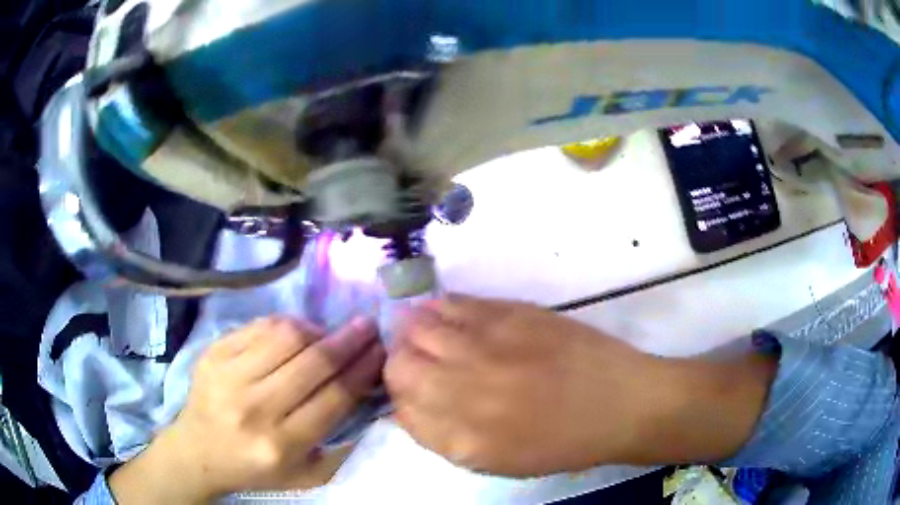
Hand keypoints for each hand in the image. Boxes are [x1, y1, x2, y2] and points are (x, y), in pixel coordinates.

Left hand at [110, 316, 384, 503]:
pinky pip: (259, 326)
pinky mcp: (213, 353)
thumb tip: (368, 392)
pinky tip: (296, 334)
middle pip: (314, 363)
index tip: (382, 350)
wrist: (197, 452)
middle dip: (349, 340)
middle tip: (368, 327)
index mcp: (281, 445)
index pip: (334, 398)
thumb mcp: (305, 474)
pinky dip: (286, 325)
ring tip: (328, 334)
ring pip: (287, 336)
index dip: (363, 370)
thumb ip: (340, 443)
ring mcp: (229, 376)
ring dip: (317, 330)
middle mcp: (254, 409)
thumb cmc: (255, 469)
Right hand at [386, 295, 776, 477]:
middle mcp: (464, 391)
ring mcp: (485, 347)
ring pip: (416, 327)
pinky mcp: (509, 313)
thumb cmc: (562, 443)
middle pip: (399, 365)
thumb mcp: (498, 460)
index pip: (398, 409)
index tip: (410, 394)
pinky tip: (445, 314)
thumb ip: (446, 437)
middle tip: (416, 363)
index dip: (398, 398)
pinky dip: (438, 308)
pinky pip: (453, 303)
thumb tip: (410, 407)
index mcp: (462, 439)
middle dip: (399, 364)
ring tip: (425, 334)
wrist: (621, 403)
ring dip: (412, 331)